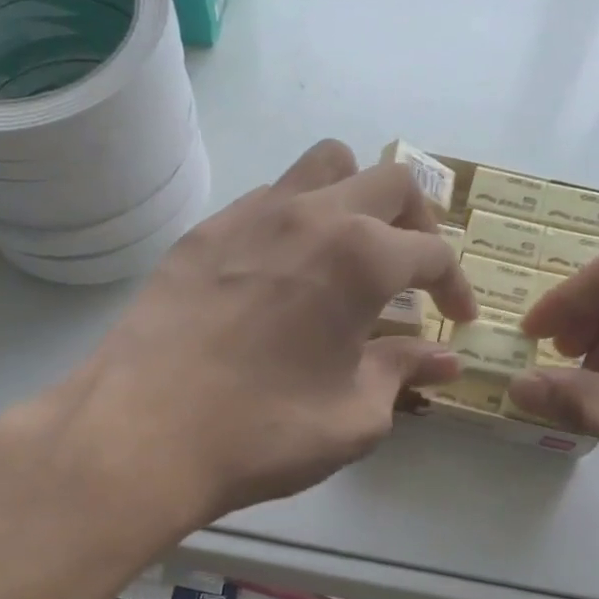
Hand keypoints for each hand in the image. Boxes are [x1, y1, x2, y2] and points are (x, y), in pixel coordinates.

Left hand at [0, 141, 476, 548]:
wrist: (141, 432)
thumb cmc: (263, 430)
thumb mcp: (354, 415)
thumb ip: (403, 374)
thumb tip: (444, 360)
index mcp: (361, 257)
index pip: (434, 253)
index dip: (457, 286)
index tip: (458, 320)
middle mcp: (312, 215)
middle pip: (391, 181)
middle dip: (419, 222)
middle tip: (415, 270)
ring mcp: (253, 213)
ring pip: (325, 166)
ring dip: (357, 197)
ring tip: (352, 250)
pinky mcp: (206, 230)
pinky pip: (269, 197)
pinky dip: (298, 218)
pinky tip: (285, 271)